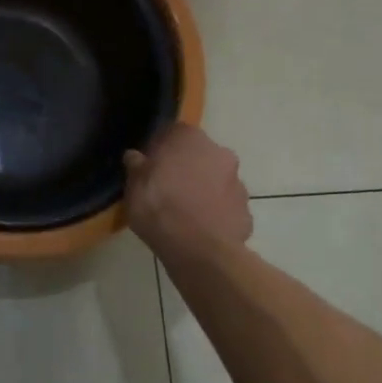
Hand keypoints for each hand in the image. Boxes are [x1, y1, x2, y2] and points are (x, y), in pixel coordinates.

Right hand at [124, 124, 252, 258]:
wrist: (198, 250)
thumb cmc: (159, 206)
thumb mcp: (134, 185)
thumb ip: (136, 166)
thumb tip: (135, 156)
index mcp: (190, 138)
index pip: (174, 132)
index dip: (161, 148)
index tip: (151, 165)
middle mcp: (219, 152)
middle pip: (199, 155)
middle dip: (186, 168)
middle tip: (167, 188)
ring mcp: (238, 182)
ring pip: (216, 180)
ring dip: (204, 190)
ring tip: (184, 213)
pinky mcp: (247, 211)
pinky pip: (226, 206)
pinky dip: (216, 213)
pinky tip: (200, 229)